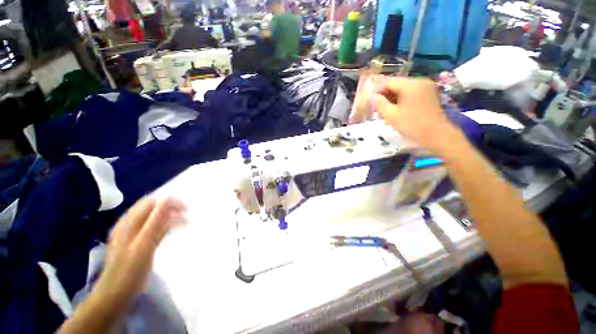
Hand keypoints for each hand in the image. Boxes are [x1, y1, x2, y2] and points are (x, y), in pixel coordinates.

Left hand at [59, 197, 186, 333]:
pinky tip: (169, 231)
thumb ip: (155, 223)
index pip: (151, 202)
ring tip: (182, 223)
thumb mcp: (143, 248)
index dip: (170, 202)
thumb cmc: (129, 273)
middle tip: (187, 216)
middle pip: (152, 207)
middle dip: (171, 208)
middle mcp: (128, 224)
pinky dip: (163, 225)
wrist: (114, 297)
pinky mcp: (133, 242)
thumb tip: (167, 200)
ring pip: (152, 216)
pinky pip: (151, 226)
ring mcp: (129, 233)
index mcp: (128, 223)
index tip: (187, 210)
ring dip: (169, 216)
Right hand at [375, 77, 462, 153]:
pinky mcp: (428, 95)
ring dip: (392, 100)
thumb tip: (373, 96)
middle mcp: (419, 81)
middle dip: (385, 97)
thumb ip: (379, 103)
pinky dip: (401, 102)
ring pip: (402, 91)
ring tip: (386, 114)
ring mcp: (425, 88)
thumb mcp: (391, 115)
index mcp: (410, 84)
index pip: (388, 82)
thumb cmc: (412, 125)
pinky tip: (397, 113)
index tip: (371, 103)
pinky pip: (410, 94)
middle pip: (396, 85)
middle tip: (377, 111)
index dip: (377, 91)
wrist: (438, 136)